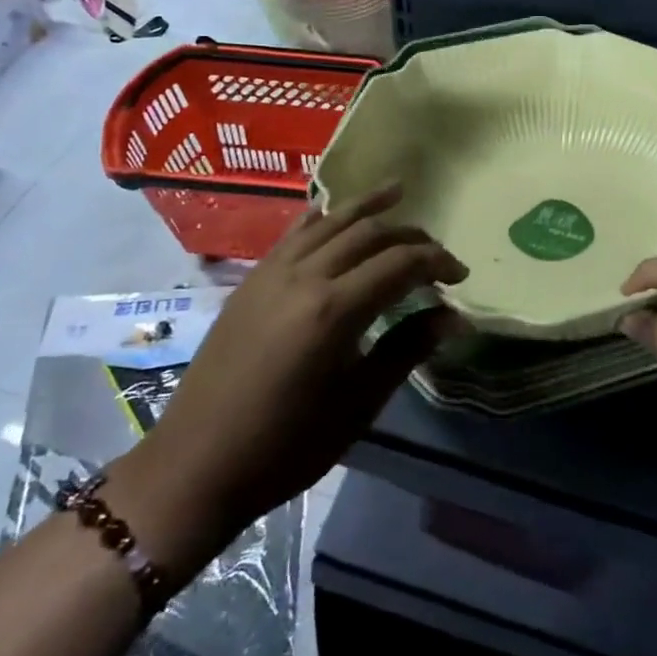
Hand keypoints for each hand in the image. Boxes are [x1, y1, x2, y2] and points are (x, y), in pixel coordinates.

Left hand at [112, 185, 465, 573]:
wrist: (196, 465)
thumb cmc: (286, 445)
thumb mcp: (358, 403)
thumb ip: (407, 349)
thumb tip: (454, 318)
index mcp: (334, 310)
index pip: (400, 264)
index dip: (437, 262)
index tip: (460, 276)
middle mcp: (304, 276)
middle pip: (369, 234)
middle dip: (411, 236)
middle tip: (436, 253)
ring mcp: (273, 272)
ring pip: (331, 221)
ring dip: (368, 207)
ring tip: (399, 191)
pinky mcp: (252, 279)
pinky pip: (295, 233)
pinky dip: (323, 216)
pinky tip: (335, 210)